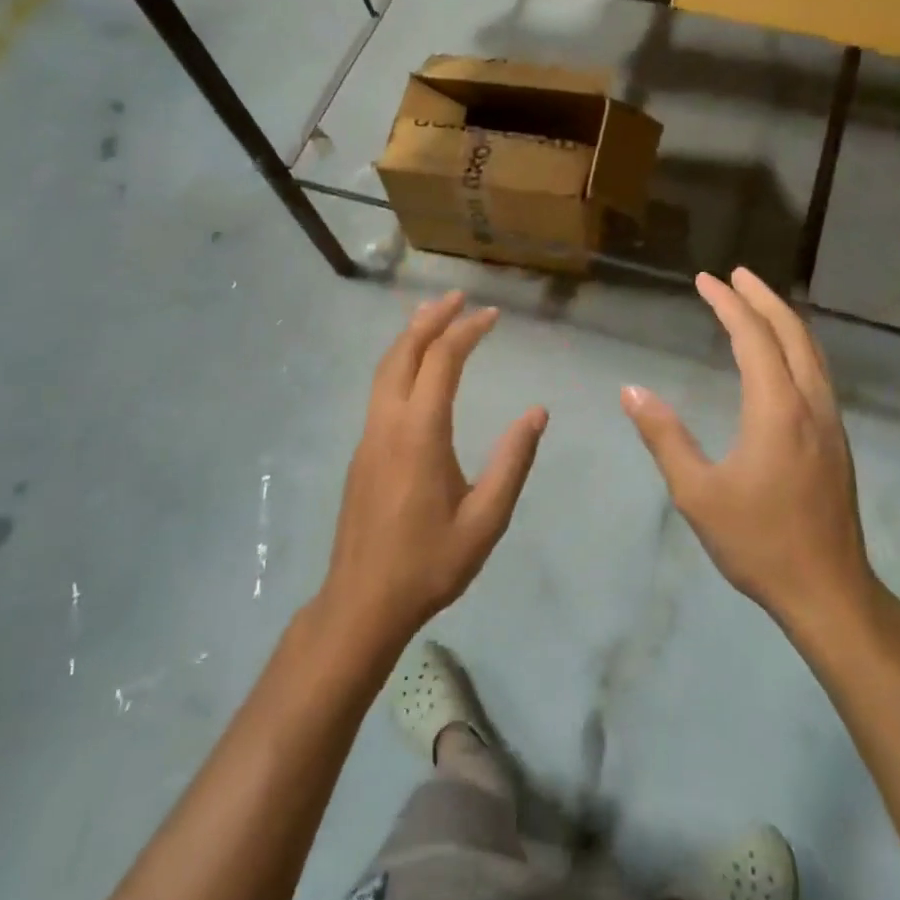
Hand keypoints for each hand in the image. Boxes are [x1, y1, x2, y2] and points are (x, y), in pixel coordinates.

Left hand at [321, 291, 547, 642]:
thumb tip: (537, 413)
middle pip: (403, 352)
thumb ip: (513, 461)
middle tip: (458, 297)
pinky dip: (400, 362)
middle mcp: (388, 423)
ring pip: (385, 369)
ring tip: (435, 317)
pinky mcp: (362, 452)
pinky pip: (380, 389)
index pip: (442, 361)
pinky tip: (416, 370)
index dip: (467, 331)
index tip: (492, 315)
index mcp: (420, 433)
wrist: (363, 602)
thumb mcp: (486, 518)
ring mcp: (369, 436)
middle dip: (431, 318)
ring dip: (410, 337)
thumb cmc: (430, 563)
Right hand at [621, 268, 873, 631]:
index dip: (728, 304)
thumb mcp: (697, 492)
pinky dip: (797, 346)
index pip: (753, 338)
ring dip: (784, 320)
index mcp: (777, 409)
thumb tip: (631, 391)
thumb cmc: (758, 541)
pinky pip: (818, 372)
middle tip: (735, 275)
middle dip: (763, 298)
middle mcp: (810, 403)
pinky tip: (783, 357)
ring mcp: (831, 421)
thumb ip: (664, 437)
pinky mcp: (837, 440)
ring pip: (812, 351)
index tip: (706, 280)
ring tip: (758, 302)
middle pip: (792, 333)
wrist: (829, 590)